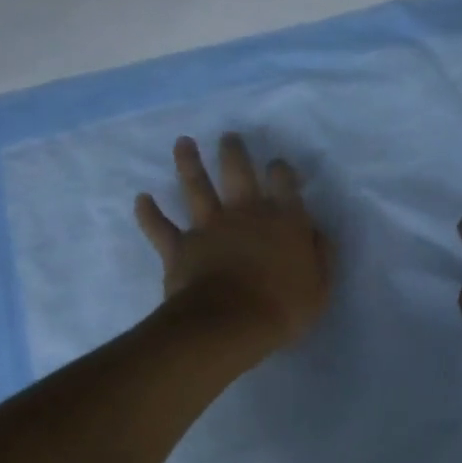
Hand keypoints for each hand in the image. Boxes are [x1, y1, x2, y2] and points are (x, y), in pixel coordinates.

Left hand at [135, 133, 332, 348]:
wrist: (229, 324)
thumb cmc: (283, 308)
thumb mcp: (320, 286)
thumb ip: (320, 255)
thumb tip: (315, 232)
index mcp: (284, 220)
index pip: (284, 183)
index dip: (281, 170)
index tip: (277, 166)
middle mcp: (246, 213)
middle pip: (238, 172)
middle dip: (234, 152)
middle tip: (229, 137)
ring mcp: (209, 227)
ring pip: (196, 187)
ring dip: (189, 163)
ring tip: (183, 142)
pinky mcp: (180, 246)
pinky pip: (160, 227)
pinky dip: (149, 213)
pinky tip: (141, 199)